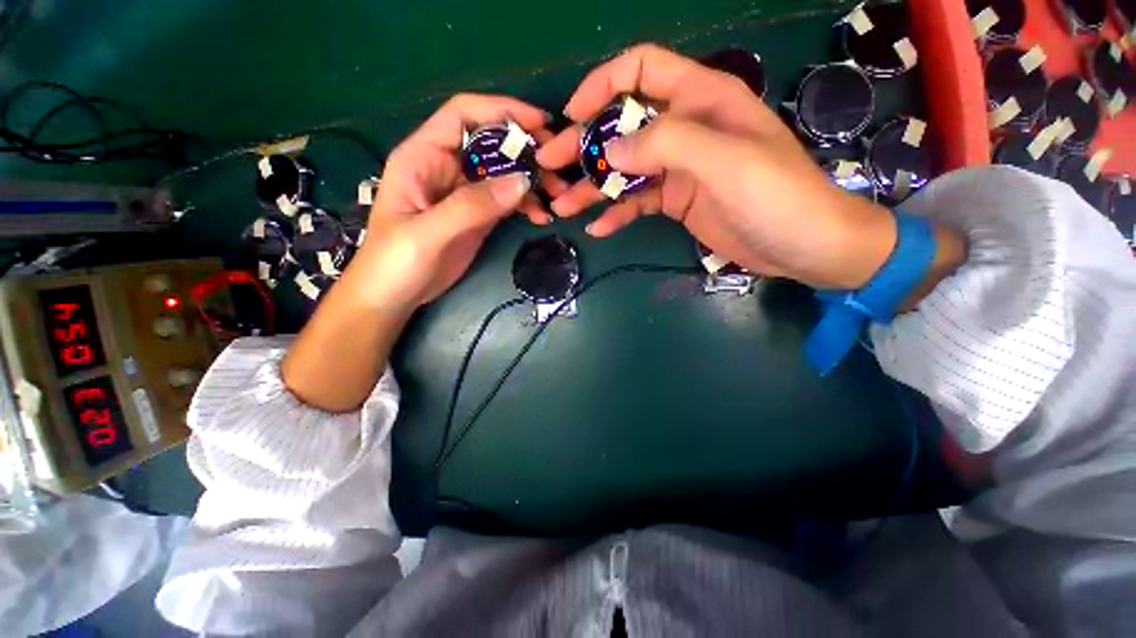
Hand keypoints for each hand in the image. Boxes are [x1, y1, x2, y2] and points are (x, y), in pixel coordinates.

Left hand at [282, 94, 565, 411]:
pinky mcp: (477, 216)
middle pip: (491, 142)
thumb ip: (471, 206)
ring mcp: (464, 193)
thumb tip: (522, 183)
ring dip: (532, 179)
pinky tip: (541, 216)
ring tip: (557, 195)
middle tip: (557, 166)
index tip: (540, 124)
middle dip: (526, 149)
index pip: (463, 115)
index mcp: (423, 157)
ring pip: (503, 172)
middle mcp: (446, 168)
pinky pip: (507, 200)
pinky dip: (526, 204)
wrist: (394, 297)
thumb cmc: (395, 263)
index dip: (501, 110)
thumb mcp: (427, 233)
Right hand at [537, 44, 905, 289]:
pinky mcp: (676, 201)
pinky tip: (597, 228)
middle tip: (551, 167)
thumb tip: (611, 151)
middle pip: (622, 127)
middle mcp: (684, 129)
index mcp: (701, 100)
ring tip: (564, 207)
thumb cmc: (776, 196)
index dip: (602, 86)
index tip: (573, 117)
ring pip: (625, 171)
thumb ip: (667, 145)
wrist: (803, 246)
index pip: (641, 71)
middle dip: (584, 146)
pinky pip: (637, 202)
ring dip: (593, 188)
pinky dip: (616, 213)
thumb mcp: (725, 161)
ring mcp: (678, 169)